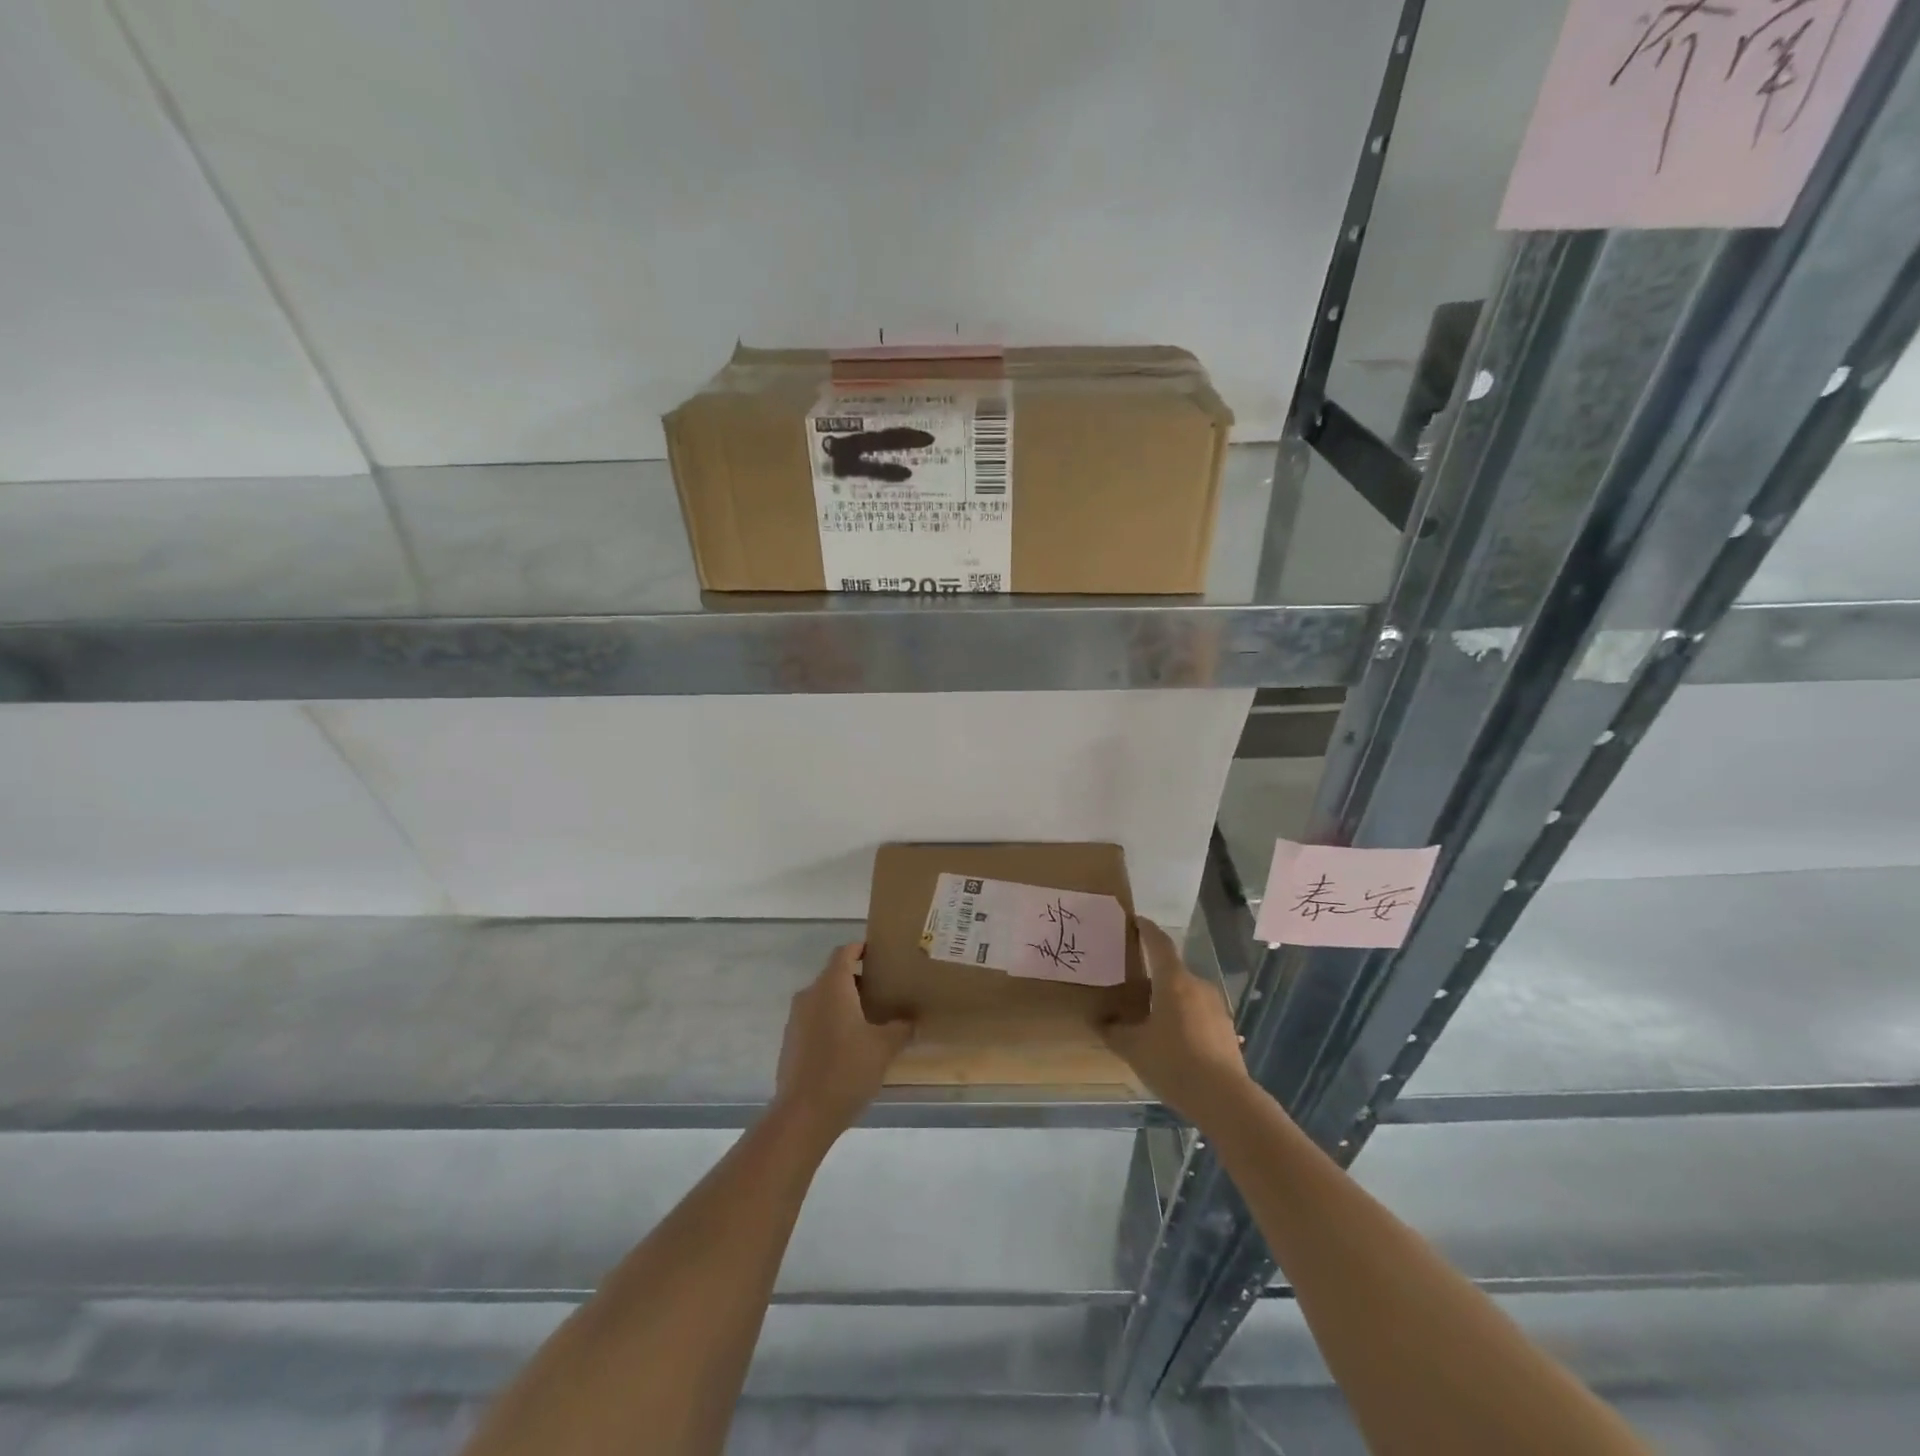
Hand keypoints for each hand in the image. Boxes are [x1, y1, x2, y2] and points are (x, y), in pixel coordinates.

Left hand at [772, 943, 913, 1143]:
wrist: (803, 1115)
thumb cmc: (846, 1070)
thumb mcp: (884, 1048)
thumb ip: (901, 1028)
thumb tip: (912, 1020)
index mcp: (832, 986)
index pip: (845, 952)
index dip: (862, 948)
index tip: (882, 955)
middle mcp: (810, 995)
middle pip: (835, 974)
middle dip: (859, 979)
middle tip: (885, 991)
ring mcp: (797, 1019)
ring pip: (824, 998)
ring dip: (846, 1002)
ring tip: (872, 1019)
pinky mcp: (791, 1041)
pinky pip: (815, 1019)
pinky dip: (833, 1021)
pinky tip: (850, 1044)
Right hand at [1100, 918, 1252, 1123]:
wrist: (1224, 1099)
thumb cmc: (1173, 1063)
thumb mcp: (1133, 1048)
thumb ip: (1113, 1031)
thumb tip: (1099, 1020)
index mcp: (1173, 980)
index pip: (1159, 943)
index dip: (1147, 930)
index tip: (1137, 921)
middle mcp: (1197, 985)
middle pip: (1172, 970)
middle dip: (1153, 974)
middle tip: (1133, 985)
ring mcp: (1216, 1006)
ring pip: (1187, 993)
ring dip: (1169, 998)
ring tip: (1152, 1017)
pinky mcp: (1226, 1029)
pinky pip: (1199, 1013)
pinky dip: (1184, 1017)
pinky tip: (1174, 1041)